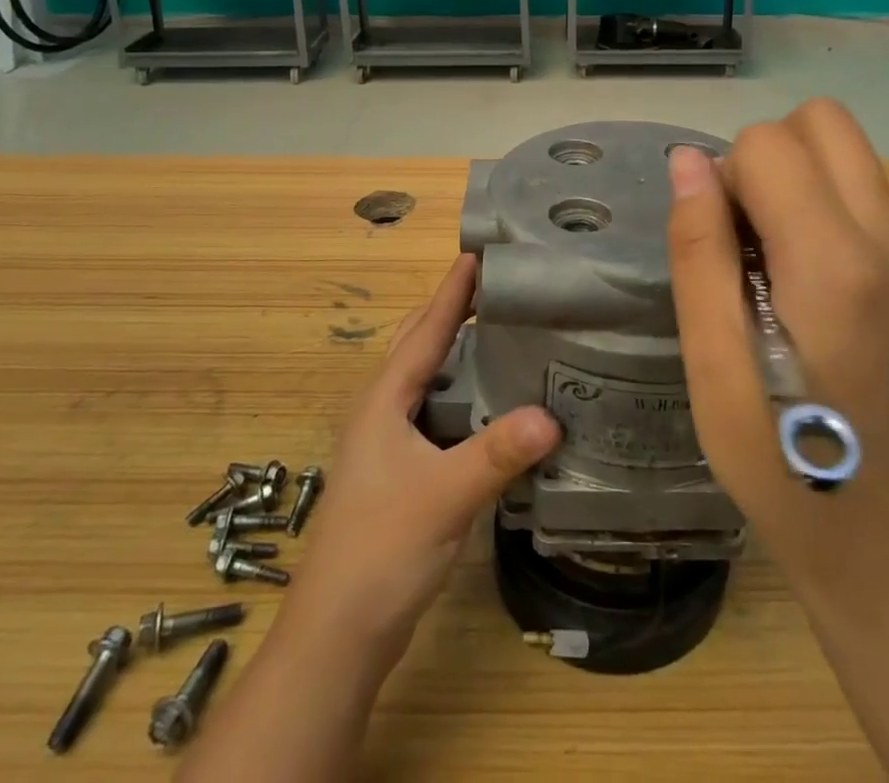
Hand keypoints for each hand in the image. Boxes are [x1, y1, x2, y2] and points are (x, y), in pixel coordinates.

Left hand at [281, 253, 560, 670]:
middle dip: (454, 311)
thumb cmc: (380, 551)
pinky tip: (495, 407)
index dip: (453, 290)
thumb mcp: (444, 497)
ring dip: (459, 353)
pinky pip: (436, 414)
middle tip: (502, 288)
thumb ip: (497, 454)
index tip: (480, 251)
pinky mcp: (399, 473)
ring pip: (427, 380)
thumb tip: (553, 415)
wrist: (336, 637)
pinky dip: (463, 396)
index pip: (425, 329)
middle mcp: (382, 411)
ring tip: (506, 335)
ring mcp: (388, 444)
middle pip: (420, 344)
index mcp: (384, 400)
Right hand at [665, 99, 888, 600]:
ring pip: (844, 148)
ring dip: (792, 175)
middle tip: (741, 234)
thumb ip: (700, 252)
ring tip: (768, 257)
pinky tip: (799, 275)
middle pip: (821, 121)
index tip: (717, 246)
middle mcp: (888, 238)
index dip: (724, 180)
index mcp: (834, 264)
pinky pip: (860, 188)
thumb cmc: (785, 464)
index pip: (769, 145)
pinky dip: (818, 201)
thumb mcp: (714, 367)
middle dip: (765, 155)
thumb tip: (689, 160)